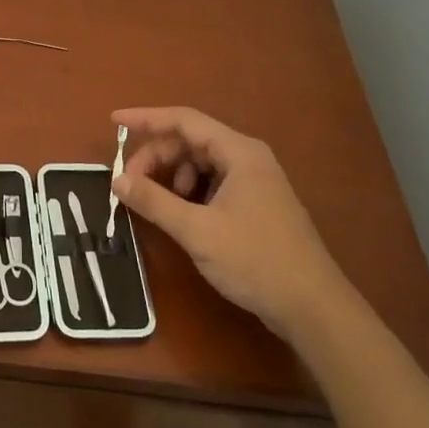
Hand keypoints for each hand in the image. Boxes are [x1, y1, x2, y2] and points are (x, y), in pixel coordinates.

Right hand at [111, 106, 341, 334]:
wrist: (314, 308)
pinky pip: (214, 182)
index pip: (184, 120)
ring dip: (173, 175)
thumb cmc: (255, 260)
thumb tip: (118, 179)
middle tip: (129, 183)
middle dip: (157, 156)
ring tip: (157, 202)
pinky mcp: (257, 204)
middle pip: (191, 141)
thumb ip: (155, 201)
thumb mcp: (197, 231)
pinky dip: (191, 191)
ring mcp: (256, 181)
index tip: (114, 122)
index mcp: (239, 152)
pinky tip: (182, 214)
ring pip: (202, 163)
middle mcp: (248, 158)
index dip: (146, 119)